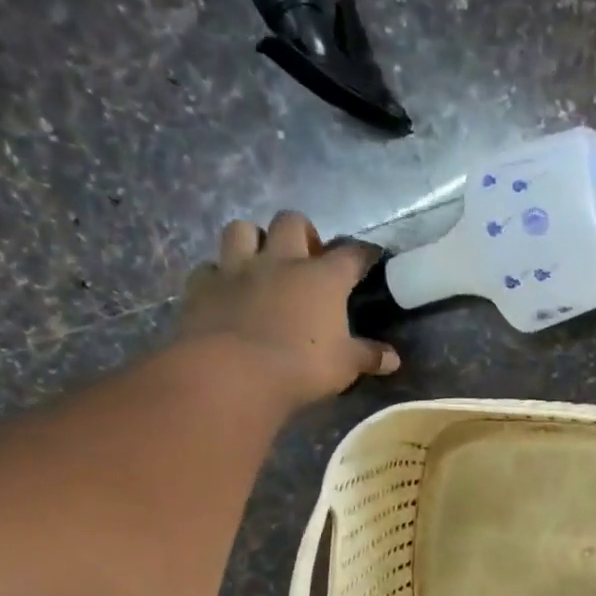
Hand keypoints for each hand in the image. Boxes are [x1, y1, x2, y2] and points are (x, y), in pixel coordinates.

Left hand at [178, 211, 399, 406]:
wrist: (231, 374)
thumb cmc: (300, 367)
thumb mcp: (344, 366)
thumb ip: (368, 357)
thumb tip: (393, 360)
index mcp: (322, 277)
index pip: (351, 253)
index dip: (364, 252)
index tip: (370, 256)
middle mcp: (280, 261)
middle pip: (291, 221)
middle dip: (302, 232)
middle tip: (307, 257)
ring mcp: (237, 269)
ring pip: (242, 229)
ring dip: (253, 240)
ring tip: (261, 262)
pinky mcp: (202, 286)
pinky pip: (209, 268)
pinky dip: (218, 275)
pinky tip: (225, 291)